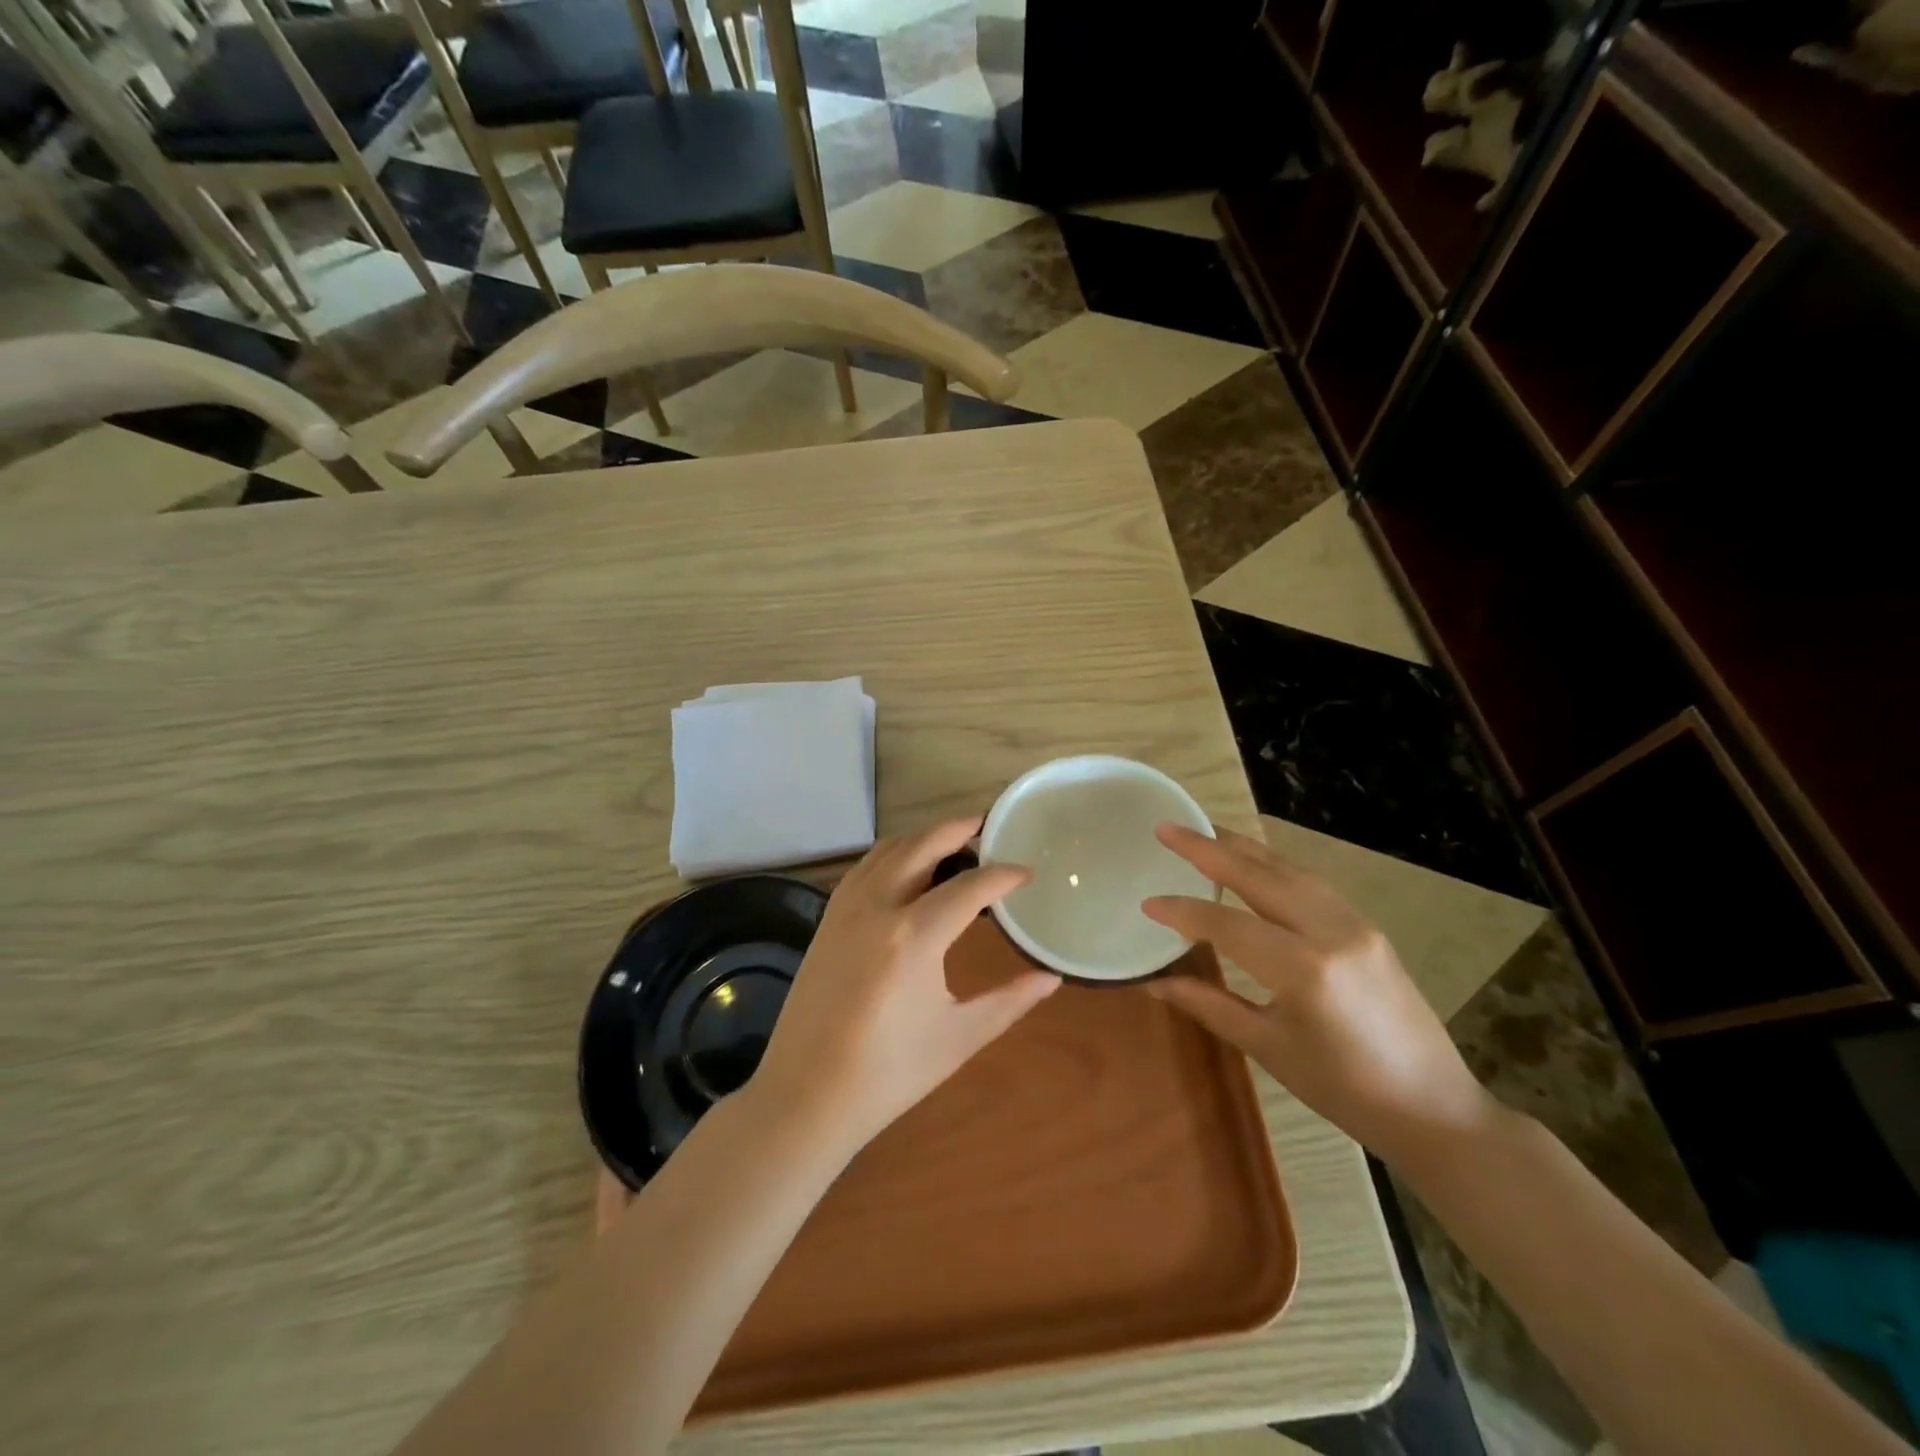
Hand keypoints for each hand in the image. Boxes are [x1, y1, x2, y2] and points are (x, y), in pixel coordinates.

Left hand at [750, 817, 1059, 1152]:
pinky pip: (863, 868)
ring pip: (888, 851)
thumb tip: (1052, 978)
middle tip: (987, 826)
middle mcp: (877, 907)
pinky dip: (890, 855)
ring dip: (922, 838)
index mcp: (914, 937)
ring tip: (952, 843)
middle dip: (958, 829)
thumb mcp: (958, 1037)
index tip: (1027, 872)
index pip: (970, 887)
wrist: (805, 1095)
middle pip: (922, 846)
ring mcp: (845, 909)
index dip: (1003, 876)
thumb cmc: (889, 1073)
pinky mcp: (826, 920)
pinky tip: (905, 870)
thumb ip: (1009, 1001)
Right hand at [1143, 824, 1496, 1168]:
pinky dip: (1273, 864)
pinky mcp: (1367, 926)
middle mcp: (1331, 931)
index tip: (1147, 903)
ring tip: (1204, 832)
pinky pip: (1310, 881)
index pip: (1228, 924)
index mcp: (1304, 969)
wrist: (1433, 1108)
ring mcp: (1355, 923)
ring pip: (1288, 869)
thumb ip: (1209, 1004)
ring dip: (1242, 847)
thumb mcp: (1268, 1047)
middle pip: (1258, 875)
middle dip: (1208, 848)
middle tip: (1167, 829)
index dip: (1183, 912)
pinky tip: (1253, 862)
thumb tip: (1154, 982)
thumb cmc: (1343, 1089)